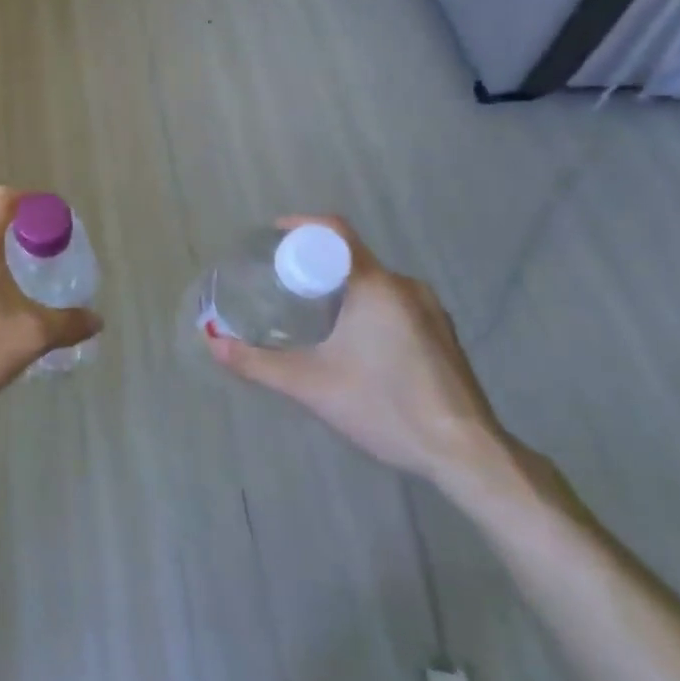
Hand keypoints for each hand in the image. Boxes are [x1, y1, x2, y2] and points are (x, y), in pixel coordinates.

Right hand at [206, 216, 507, 484]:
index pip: (334, 232)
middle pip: (352, 256)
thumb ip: (258, 363)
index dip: (301, 227)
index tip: (273, 239)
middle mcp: (405, 285)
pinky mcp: (442, 333)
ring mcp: (430, 309)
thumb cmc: (385, 408)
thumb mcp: (311, 386)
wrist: (467, 453)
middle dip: (315, 264)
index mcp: (375, 285)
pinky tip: (355, 342)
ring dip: (342, 287)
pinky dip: (367, 306)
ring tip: (312, 313)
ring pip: (375, 281)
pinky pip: (395, 301)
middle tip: (282, 284)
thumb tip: (212, 342)